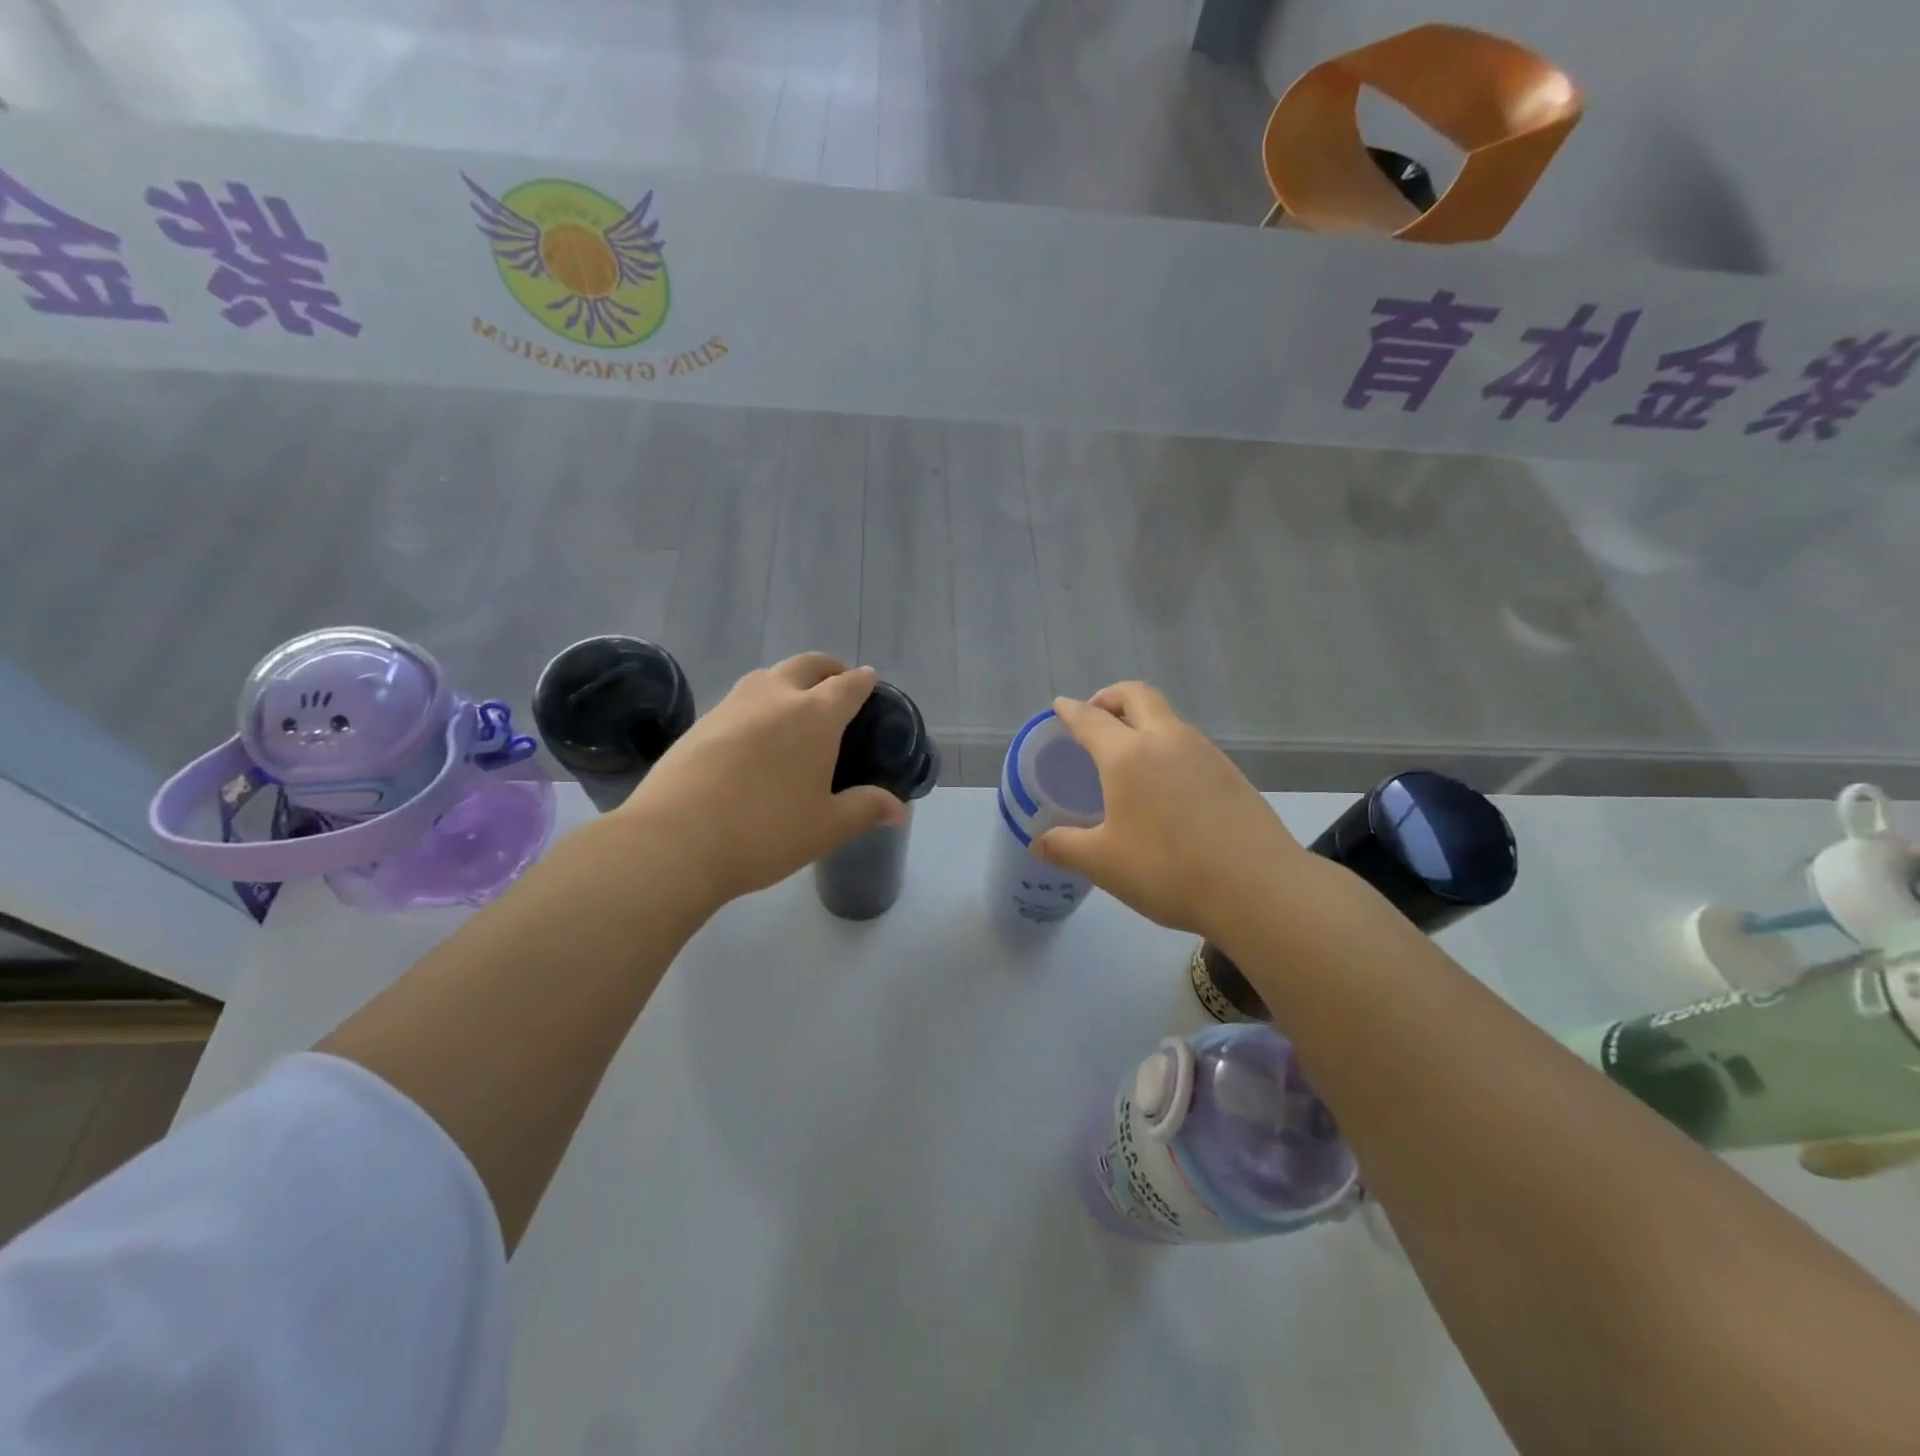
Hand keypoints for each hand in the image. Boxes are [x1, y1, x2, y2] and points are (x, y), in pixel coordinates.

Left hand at [618, 654, 905, 907]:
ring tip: (795, 707)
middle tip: (837, 685)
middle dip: (828, 668)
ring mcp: (733, 704)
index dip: (864, 681)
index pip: (849, 684)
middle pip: (808, 664)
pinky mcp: (702, 720)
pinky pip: (741, 698)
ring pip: (769, 675)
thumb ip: (866, 809)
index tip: (870, 682)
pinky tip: (755, 734)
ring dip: (789, 680)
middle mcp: (776, 697)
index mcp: (815, 716)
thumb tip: (900, 810)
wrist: (674, 840)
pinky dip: (759, 702)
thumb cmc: (765, 832)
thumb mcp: (826, 827)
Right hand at [1034, 683, 1309, 938]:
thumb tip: (1037, 843)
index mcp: (1128, 755)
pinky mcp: (1231, 773)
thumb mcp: (1104, 864)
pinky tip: (1166, 785)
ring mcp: (1205, 753)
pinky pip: (1189, 744)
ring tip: (1128, 755)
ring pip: (1168, 718)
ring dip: (1143, 721)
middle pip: (1137, 695)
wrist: (1259, 888)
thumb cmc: (1168, 870)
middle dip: (1111, 697)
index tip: (1059, 706)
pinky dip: (1167, 746)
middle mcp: (1167, 740)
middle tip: (1095, 716)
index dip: (1071, 711)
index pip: (1091, 719)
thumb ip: (1065, 848)